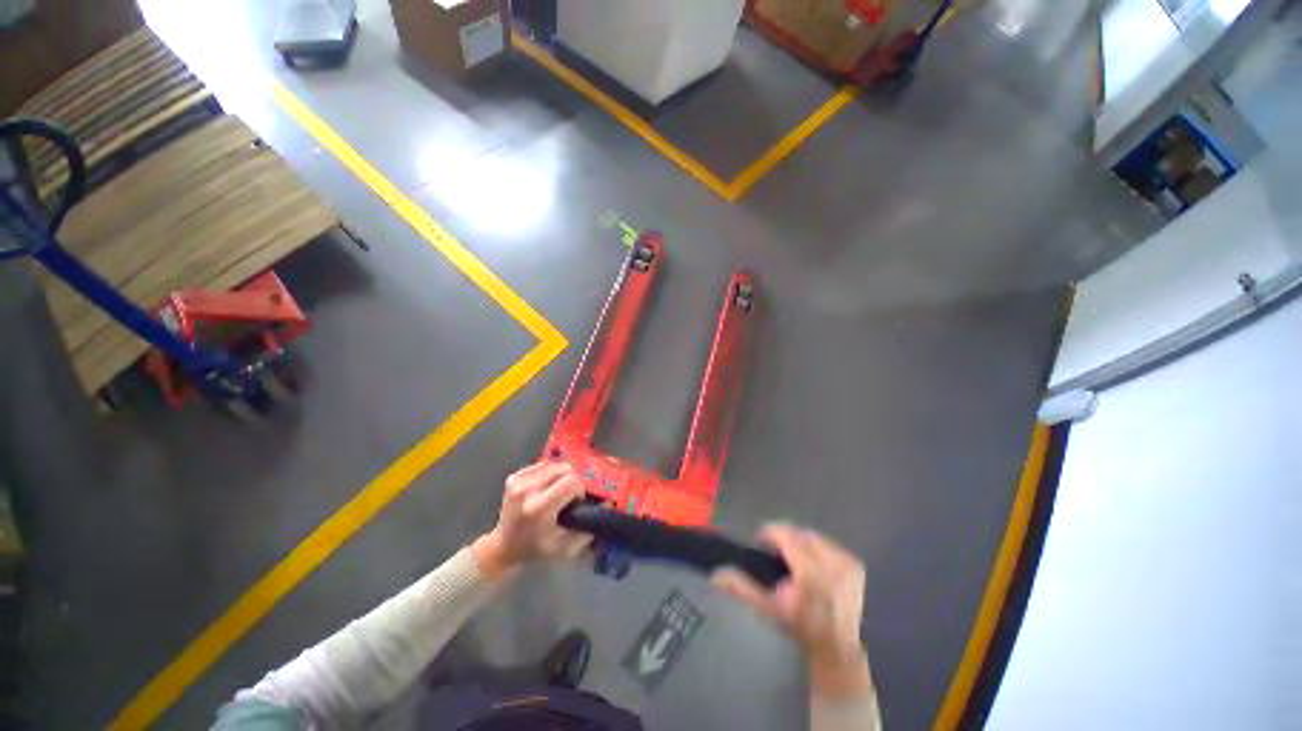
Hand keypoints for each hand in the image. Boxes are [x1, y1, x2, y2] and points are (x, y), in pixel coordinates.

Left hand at [471, 461, 592, 579]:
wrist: (503, 547)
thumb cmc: (537, 549)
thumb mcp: (565, 547)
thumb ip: (588, 528)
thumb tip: (609, 503)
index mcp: (539, 508)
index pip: (572, 481)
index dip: (580, 488)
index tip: (576, 501)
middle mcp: (527, 490)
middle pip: (565, 469)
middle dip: (572, 480)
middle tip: (568, 496)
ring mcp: (518, 482)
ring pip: (554, 464)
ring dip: (560, 476)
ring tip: (555, 492)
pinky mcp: (513, 477)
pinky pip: (542, 465)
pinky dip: (548, 474)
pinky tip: (544, 488)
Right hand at [712, 524, 872, 699]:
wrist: (843, 651)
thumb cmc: (804, 632)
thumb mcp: (770, 612)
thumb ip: (744, 590)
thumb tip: (717, 574)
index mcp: (809, 572)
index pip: (785, 534)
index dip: (770, 533)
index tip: (761, 541)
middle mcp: (830, 562)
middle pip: (801, 534)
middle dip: (787, 539)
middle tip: (777, 553)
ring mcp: (847, 564)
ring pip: (817, 538)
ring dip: (803, 544)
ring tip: (796, 560)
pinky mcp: (857, 567)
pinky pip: (832, 546)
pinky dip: (820, 551)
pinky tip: (817, 568)